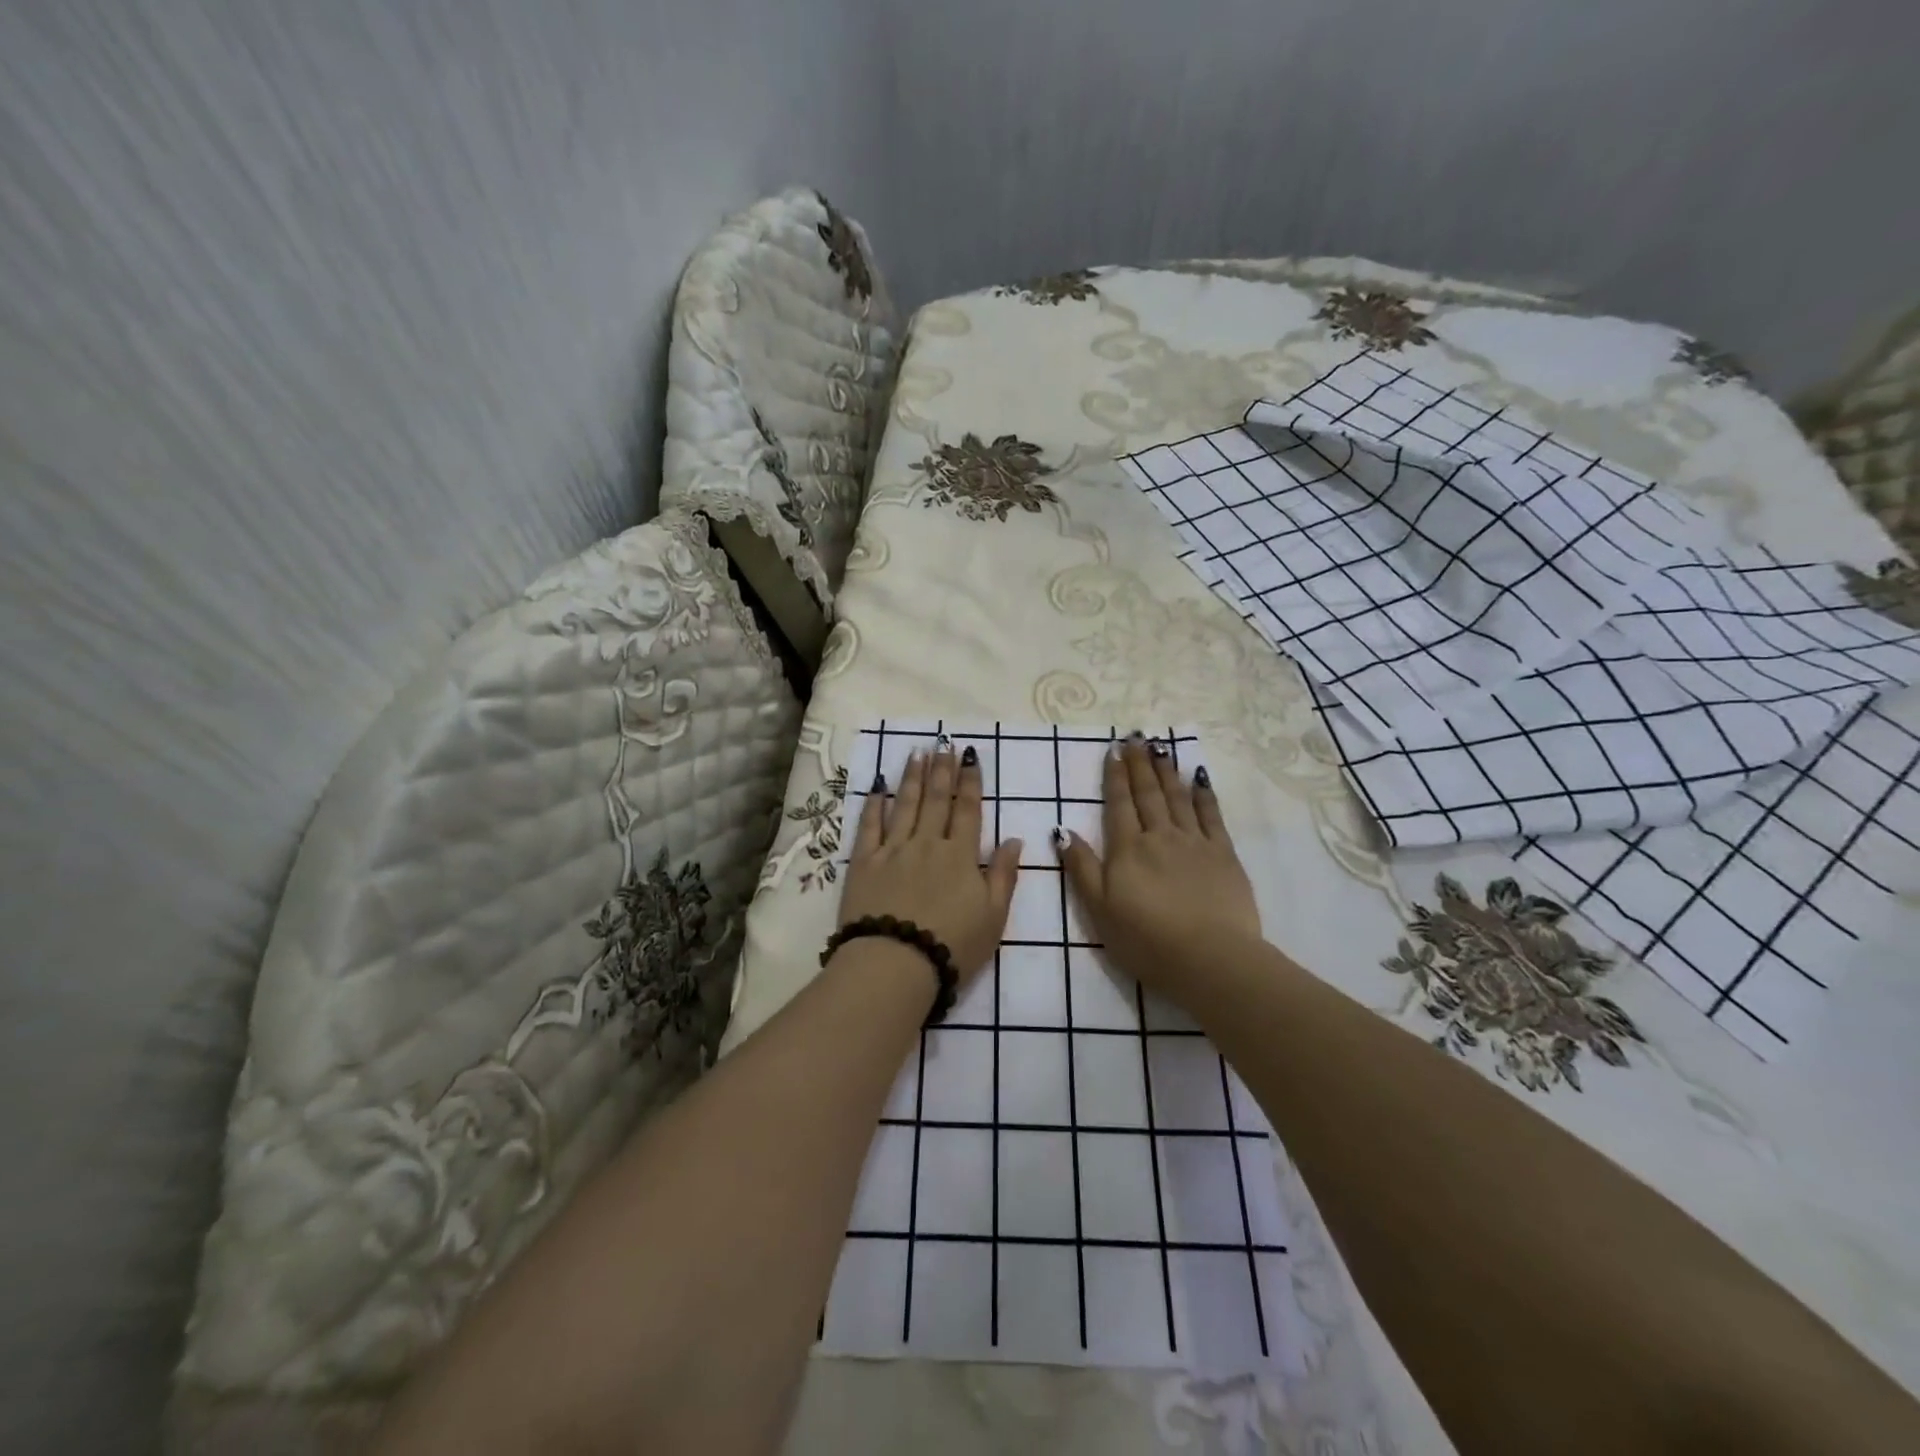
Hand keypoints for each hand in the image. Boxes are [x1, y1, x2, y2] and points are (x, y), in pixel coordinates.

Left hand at [839, 741, 1022, 983]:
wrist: (895, 964)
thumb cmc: (953, 946)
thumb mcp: (994, 917)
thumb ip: (1004, 875)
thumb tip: (1014, 839)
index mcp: (961, 855)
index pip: (968, 810)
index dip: (970, 782)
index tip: (969, 756)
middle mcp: (927, 843)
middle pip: (935, 800)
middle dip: (941, 770)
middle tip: (942, 744)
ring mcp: (893, 850)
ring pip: (904, 805)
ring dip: (912, 777)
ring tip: (917, 753)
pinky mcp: (864, 863)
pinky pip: (870, 826)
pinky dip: (875, 804)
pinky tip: (879, 787)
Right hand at [1057, 737, 1260, 999]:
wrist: (1210, 959)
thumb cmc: (1146, 941)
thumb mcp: (1100, 910)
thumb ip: (1082, 868)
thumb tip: (1062, 831)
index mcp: (1128, 850)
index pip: (1118, 804)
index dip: (1115, 776)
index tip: (1114, 750)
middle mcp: (1160, 836)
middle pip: (1147, 793)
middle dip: (1140, 764)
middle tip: (1136, 737)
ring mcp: (1195, 843)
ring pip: (1177, 798)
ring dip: (1167, 771)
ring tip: (1161, 748)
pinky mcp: (1224, 855)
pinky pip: (1211, 816)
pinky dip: (1203, 794)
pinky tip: (1199, 779)